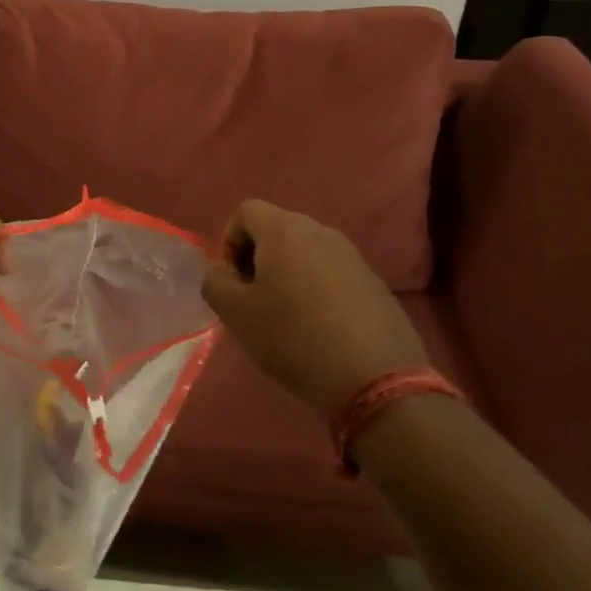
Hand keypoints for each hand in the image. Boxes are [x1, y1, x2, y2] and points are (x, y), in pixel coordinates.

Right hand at [201, 199, 427, 416]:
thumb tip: (218, 269)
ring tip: (286, 315)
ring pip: (305, 251)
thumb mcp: (236, 314)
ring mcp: (352, 256)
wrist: (376, 379)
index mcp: (284, 230)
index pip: (246, 211)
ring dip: (287, 273)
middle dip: (258, 257)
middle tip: (254, 299)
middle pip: (276, 229)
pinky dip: (316, 289)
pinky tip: (320, 327)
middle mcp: (321, 231)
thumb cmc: (293, 338)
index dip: (229, 241)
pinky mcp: (374, 282)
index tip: (233, 281)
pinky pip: (332, 272)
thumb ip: (214, 281)